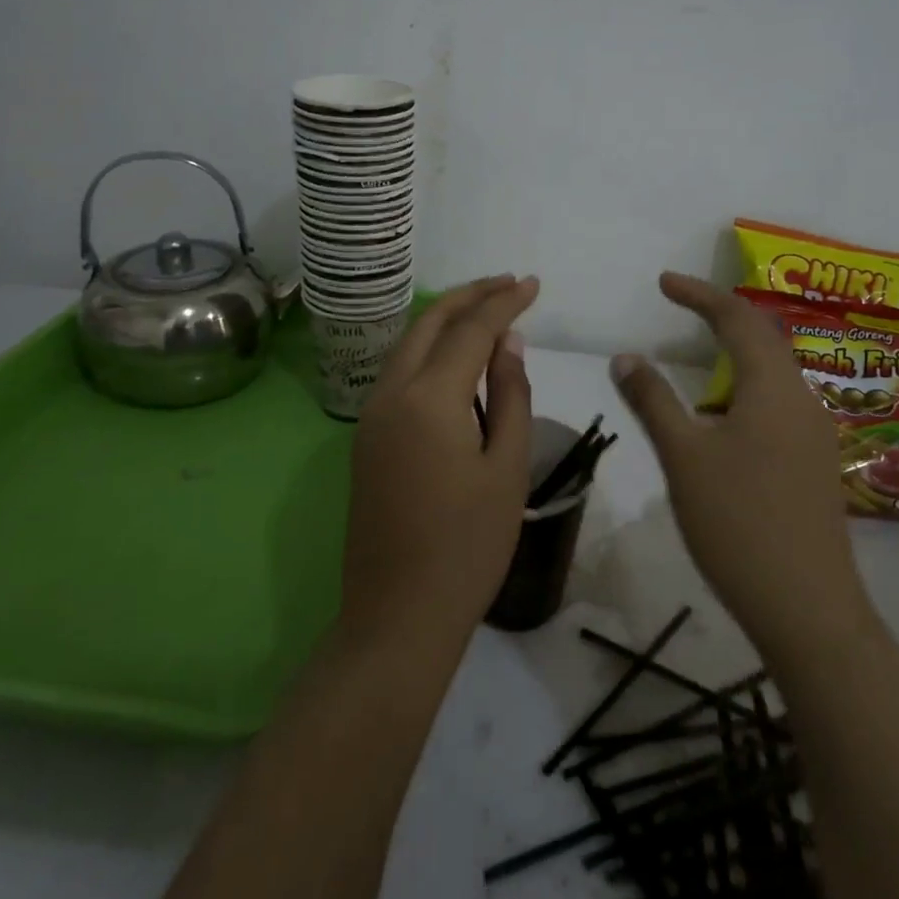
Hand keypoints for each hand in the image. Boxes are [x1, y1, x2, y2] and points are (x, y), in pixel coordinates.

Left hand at [340, 275, 538, 654]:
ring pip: (407, 345)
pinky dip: (429, 351)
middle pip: (428, 323)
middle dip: (468, 296)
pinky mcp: (366, 438)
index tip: (532, 284)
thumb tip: (508, 343)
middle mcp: (390, 394)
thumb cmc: (468, 546)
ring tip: (486, 311)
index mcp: (428, 399)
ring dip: (445, 320)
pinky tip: (456, 360)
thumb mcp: (507, 468)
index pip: (471, 330)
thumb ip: (509, 396)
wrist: (399, 614)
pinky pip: (399, 373)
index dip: (504, 302)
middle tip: (507, 284)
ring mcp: (371, 416)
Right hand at [610, 272, 867, 661]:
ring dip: (737, 352)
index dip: (699, 294)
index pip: (737, 318)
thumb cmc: (738, 522)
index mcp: (773, 387)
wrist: (807, 607)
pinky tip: (722, 415)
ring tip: (699, 352)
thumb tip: (625, 356)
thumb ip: (653, 400)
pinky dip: (746, 387)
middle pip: (764, 337)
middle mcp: (802, 399)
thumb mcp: (683, 456)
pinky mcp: (813, 463)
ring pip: (774, 372)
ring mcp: (814, 433)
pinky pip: (778, 402)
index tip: (664, 282)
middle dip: (722, 314)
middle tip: (681, 304)